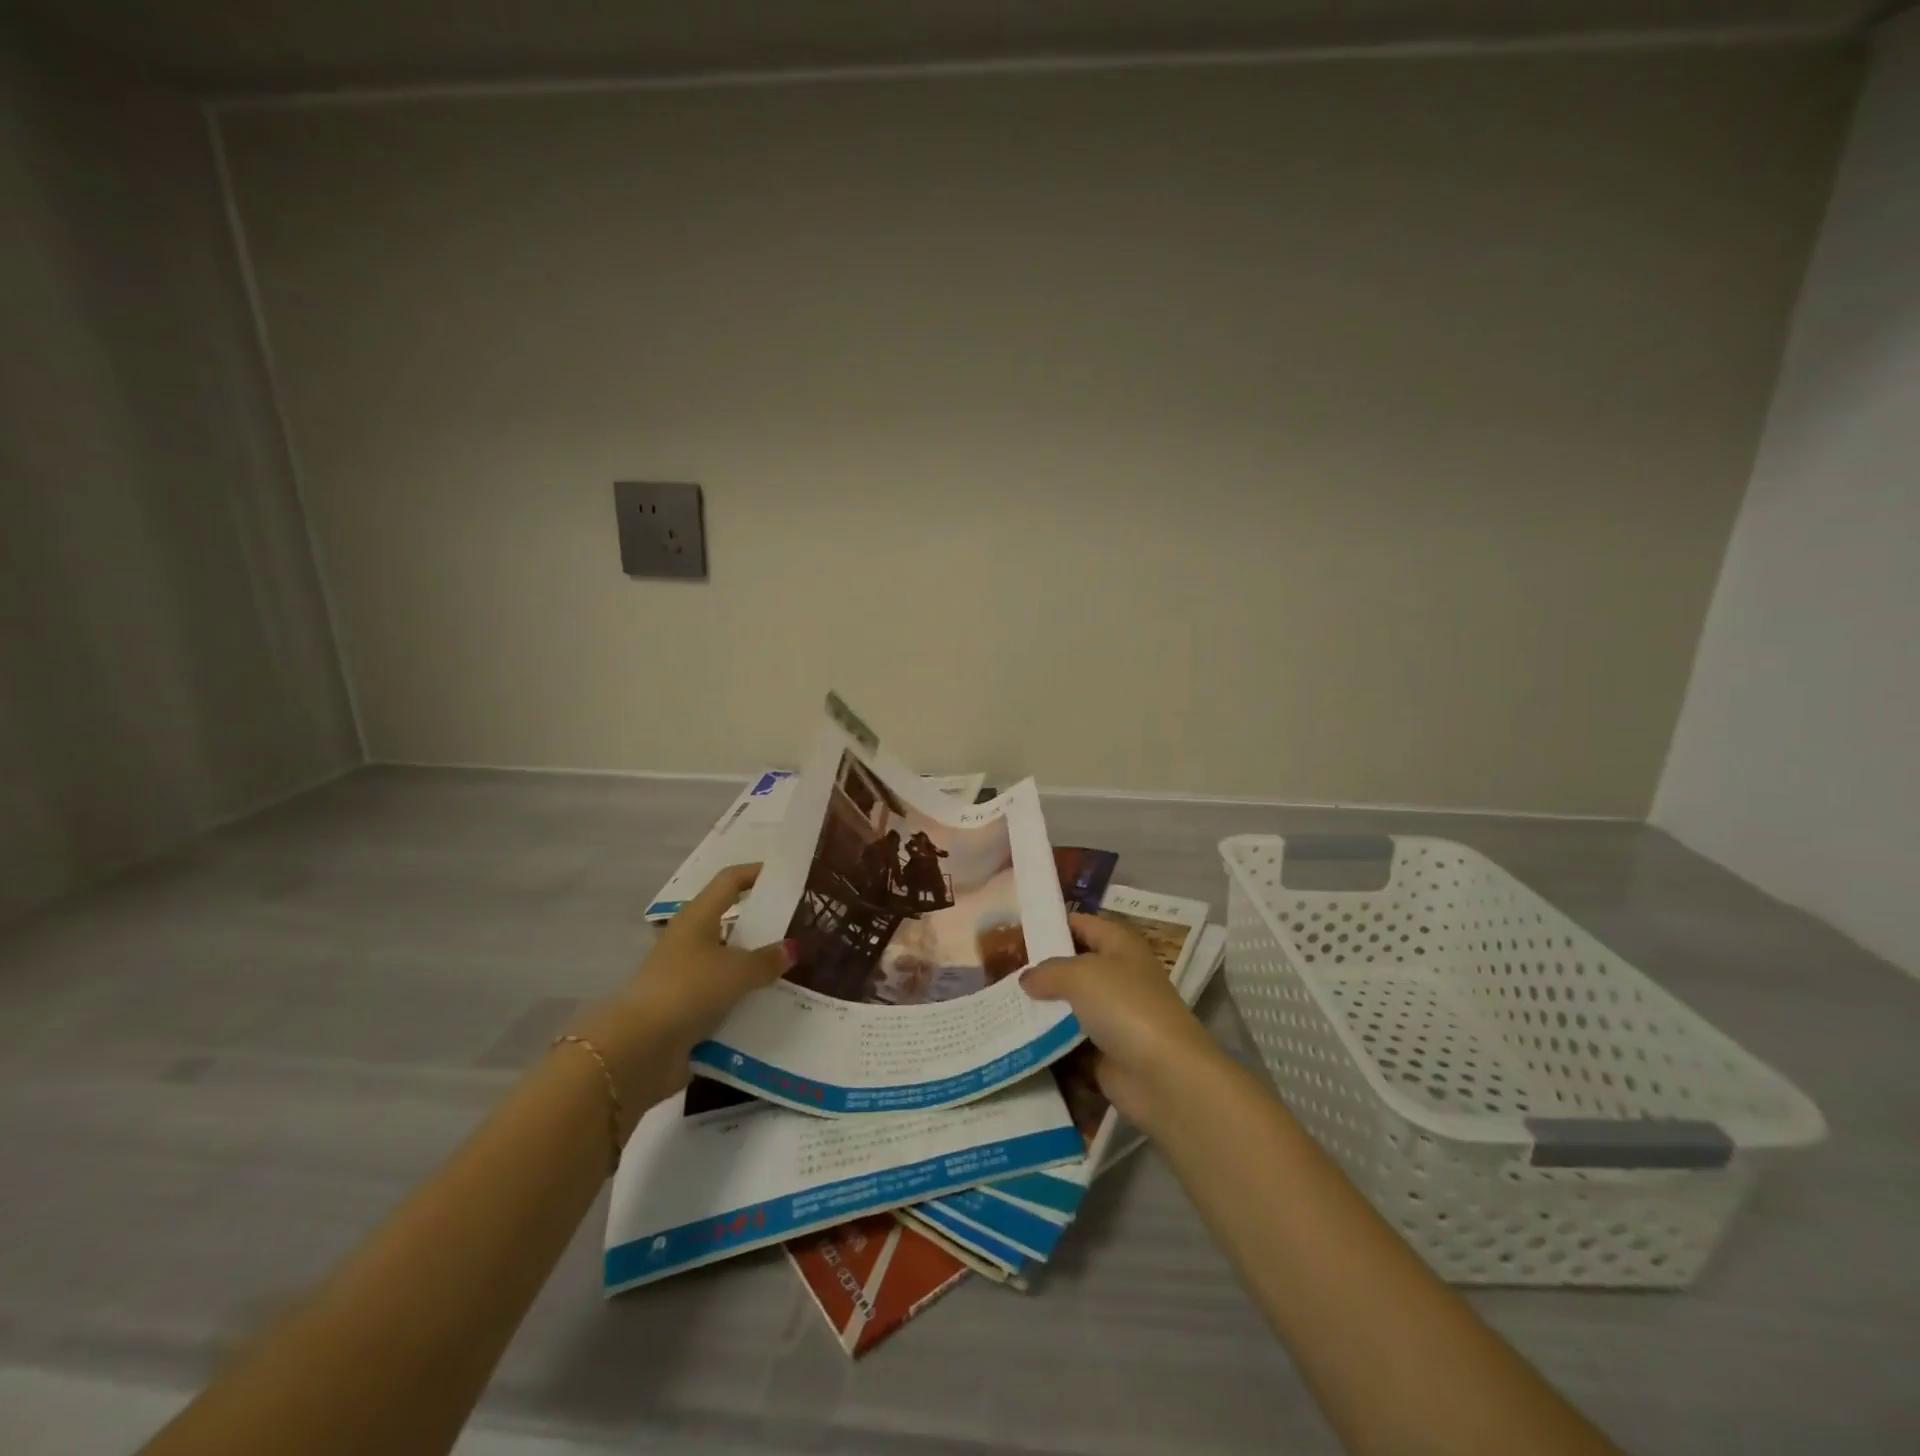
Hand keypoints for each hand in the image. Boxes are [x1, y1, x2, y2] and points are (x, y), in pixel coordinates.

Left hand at [577, 864, 794, 1113]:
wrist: (641, 1048)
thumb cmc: (690, 990)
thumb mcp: (737, 972)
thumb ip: (767, 959)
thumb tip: (792, 948)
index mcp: (697, 916)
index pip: (729, 880)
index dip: (756, 873)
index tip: (785, 876)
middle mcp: (688, 938)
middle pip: (729, 919)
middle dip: (760, 922)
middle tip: (797, 925)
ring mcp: (684, 973)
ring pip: (726, 958)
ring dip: (753, 961)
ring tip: (790, 966)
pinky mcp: (683, 1004)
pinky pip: (721, 991)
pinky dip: (742, 993)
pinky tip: (769, 1001)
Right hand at [1021, 912, 1224, 1125]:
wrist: (1164, 1076)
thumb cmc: (1126, 1007)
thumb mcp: (1080, 975)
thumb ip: (1048, 971)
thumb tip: (1026, 978)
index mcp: (1120, 944)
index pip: (1081, 924)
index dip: (1050, 924)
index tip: (1014, 931)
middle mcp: (1118, 974)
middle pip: (1073, 964)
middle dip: (1039, 968)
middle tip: (999, 968)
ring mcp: (1112, 1014)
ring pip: (1068, 1002)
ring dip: (1041, 1005)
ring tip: (1000, 1000)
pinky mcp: (1104, 1049)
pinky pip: (1069, 1036)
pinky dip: (1048, 1036)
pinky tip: (1016, 1033)